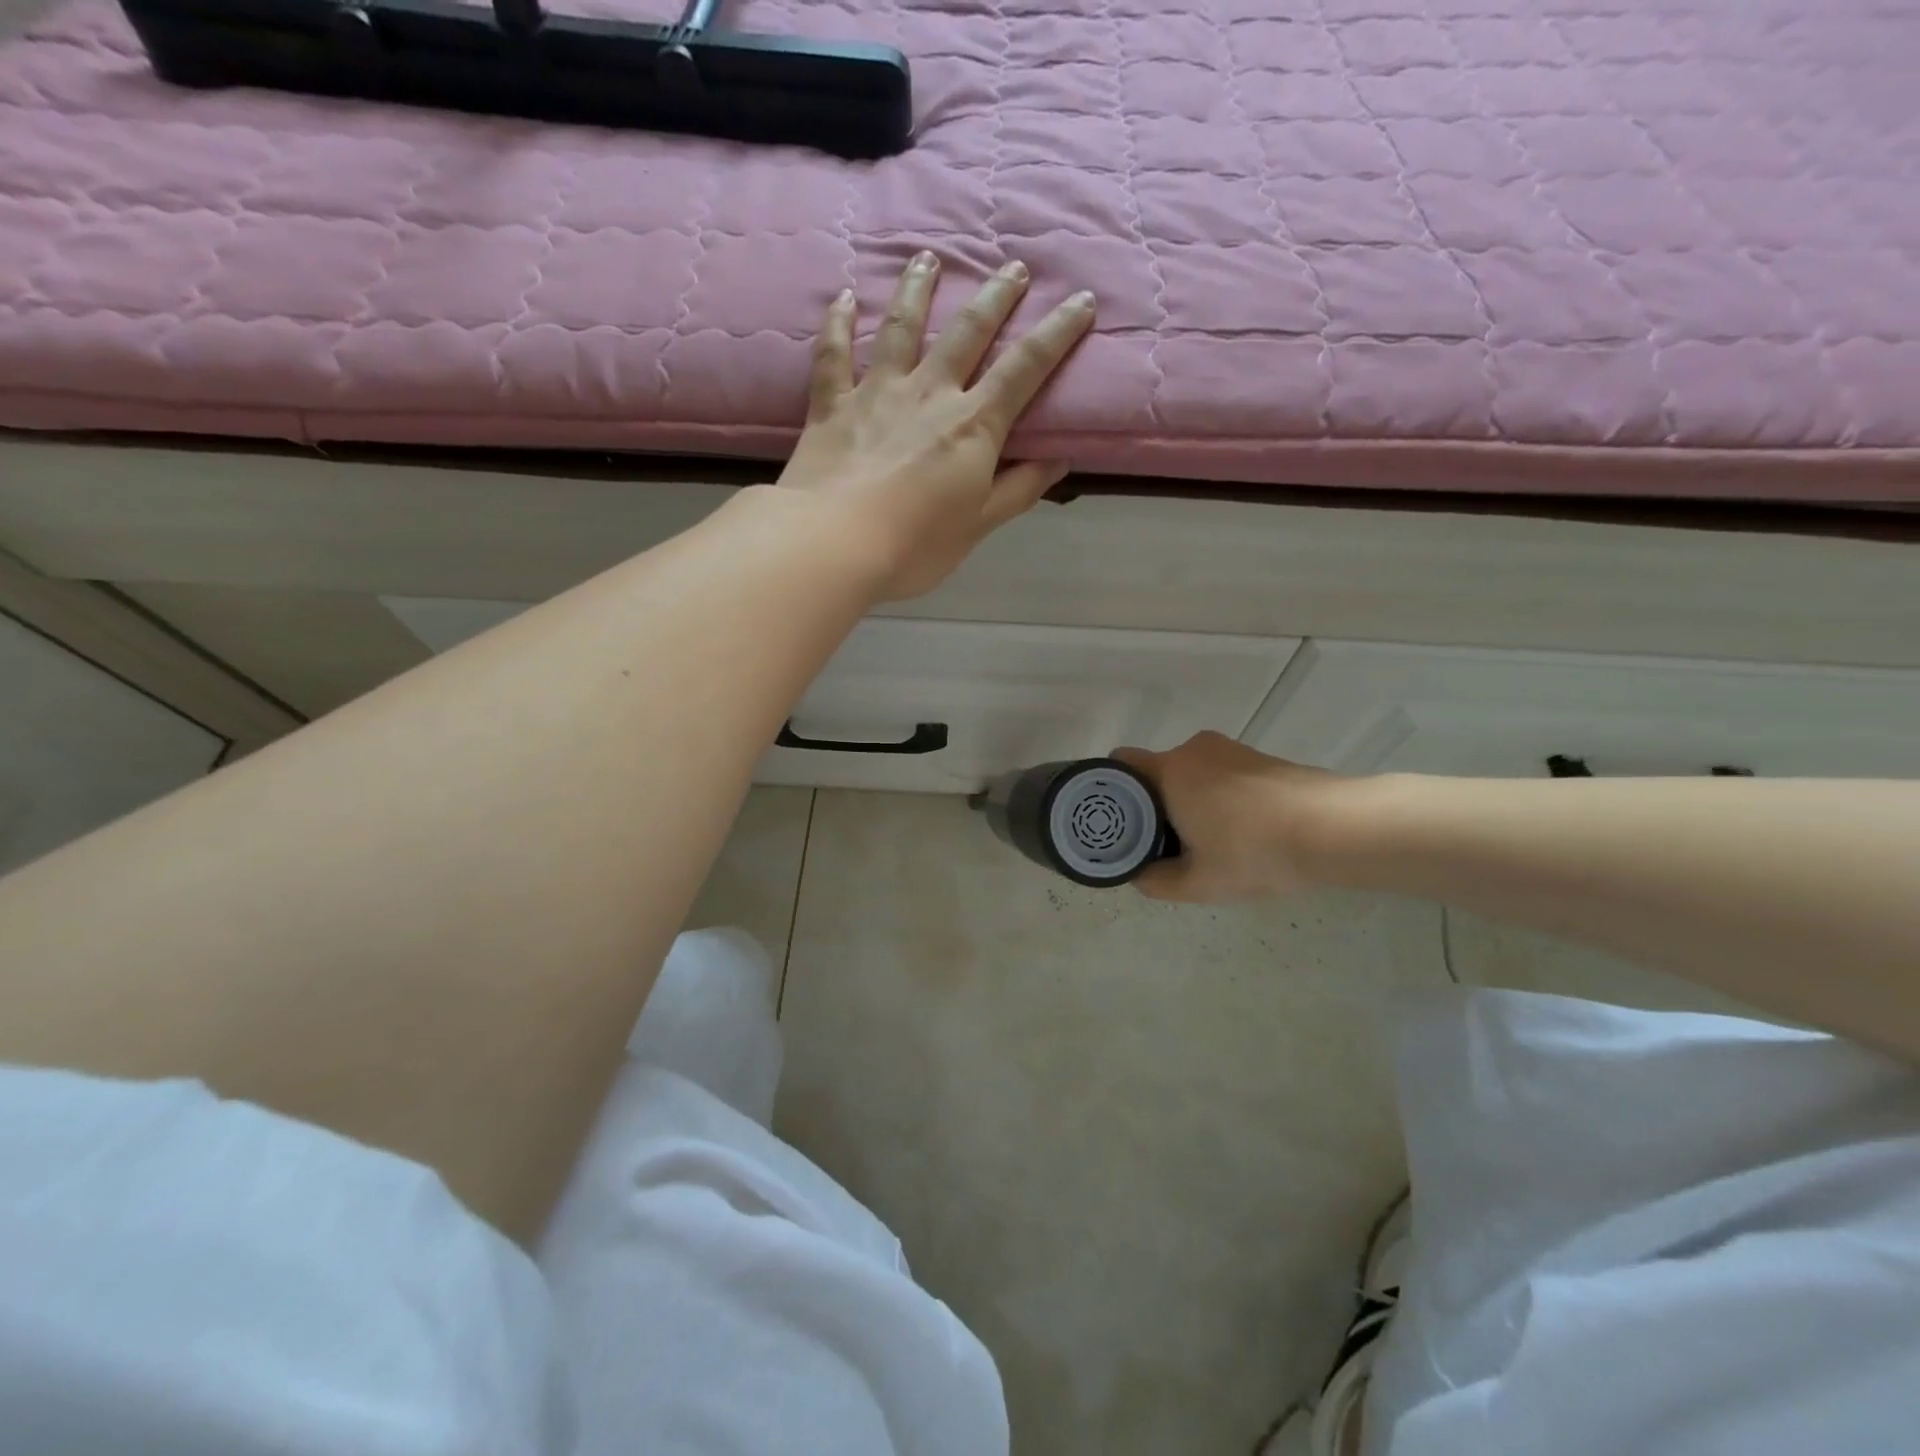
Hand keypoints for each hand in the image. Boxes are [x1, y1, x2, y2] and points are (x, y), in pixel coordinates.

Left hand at [776, 252, 1095, 600]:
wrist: (833, 544)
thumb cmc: (914, 545)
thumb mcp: (979, 525)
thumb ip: (1018, 489)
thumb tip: (1059, 459)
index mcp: (973, 425)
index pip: (1025, 368)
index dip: (1057, 333)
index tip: (1081, 300)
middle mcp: (929, 393)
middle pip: (968, 333)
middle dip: (996, 297)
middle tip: (1013, 267)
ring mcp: (877, 392)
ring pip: (903, 327)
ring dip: (919, 289)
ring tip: (928, 257)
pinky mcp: (832, 405)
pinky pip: (834, 354)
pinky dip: (838, 324)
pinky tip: (844, 298)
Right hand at [1113, 734, 1347, 902]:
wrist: (1335, 830)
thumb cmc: (1255, 851)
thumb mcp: (1199, 882)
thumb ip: (1157, 882)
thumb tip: (1139, 876)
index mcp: (1169, 771)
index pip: (1120, 763)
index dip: (1111, 789)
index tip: (1116, 820)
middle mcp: (1193, 750)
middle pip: (1155, 771)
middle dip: (1152, 803)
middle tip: (1160, 842)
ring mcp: (1229, 750)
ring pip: (1189, 773)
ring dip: (1186, 800)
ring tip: (1203, 841)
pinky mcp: (1258, 757)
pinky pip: (1218, 773)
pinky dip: (1215, 796)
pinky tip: (1236, 830)